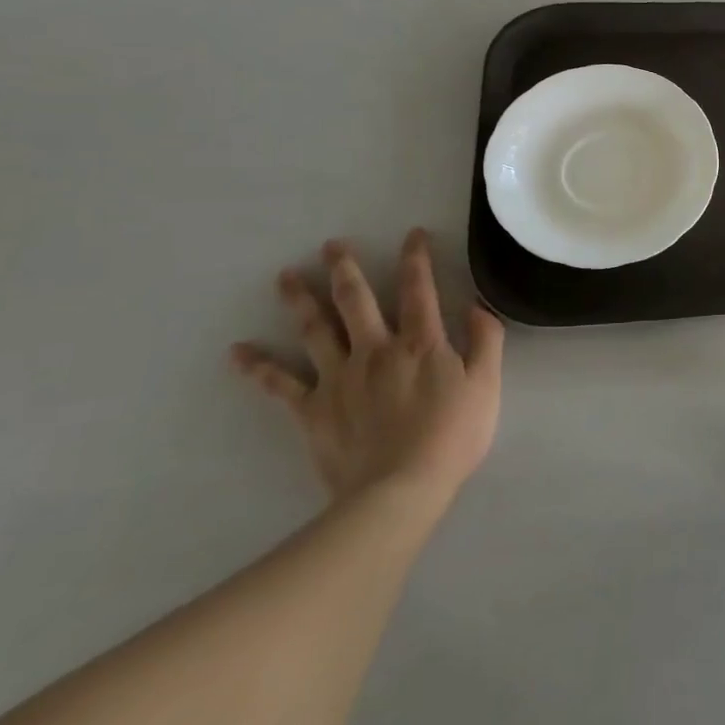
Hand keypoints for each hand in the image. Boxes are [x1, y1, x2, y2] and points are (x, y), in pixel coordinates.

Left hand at [232, 229, 503, 507]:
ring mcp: (340, 378)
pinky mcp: (314, 409)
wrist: (401, 490)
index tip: (412, 235)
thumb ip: (486, 341)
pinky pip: (281, 384)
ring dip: (300, 300)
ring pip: (316, 330)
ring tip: (285, 276)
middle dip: (345, 269)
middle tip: (331, 245)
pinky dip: (258, 367)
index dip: (416, 259)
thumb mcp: (487, 386)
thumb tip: (477, 305)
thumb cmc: (452, 436)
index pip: (418, 290)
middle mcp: (376, 350)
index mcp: (420, 343)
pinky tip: (238, 352)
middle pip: (357, 301)